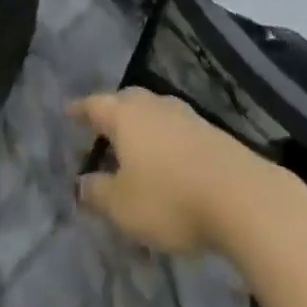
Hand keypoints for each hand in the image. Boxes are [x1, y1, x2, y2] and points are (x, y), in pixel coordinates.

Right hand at [71, 88, 275, 254]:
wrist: (237, 193)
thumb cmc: (169, 197)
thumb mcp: (123, 206)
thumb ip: (98, 192)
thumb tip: (80, 182)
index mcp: (125, 115)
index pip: (94, 104)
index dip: (80, 109)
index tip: (68, 111)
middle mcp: (151, 104)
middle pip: (124, 100)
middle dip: (111, 112)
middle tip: (100, 127)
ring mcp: (182, 113)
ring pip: (151, 111)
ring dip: (139, 125)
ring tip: (132, 144)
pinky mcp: (206, 129)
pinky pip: (172, 126)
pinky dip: (162, 137)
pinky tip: (165, 157)